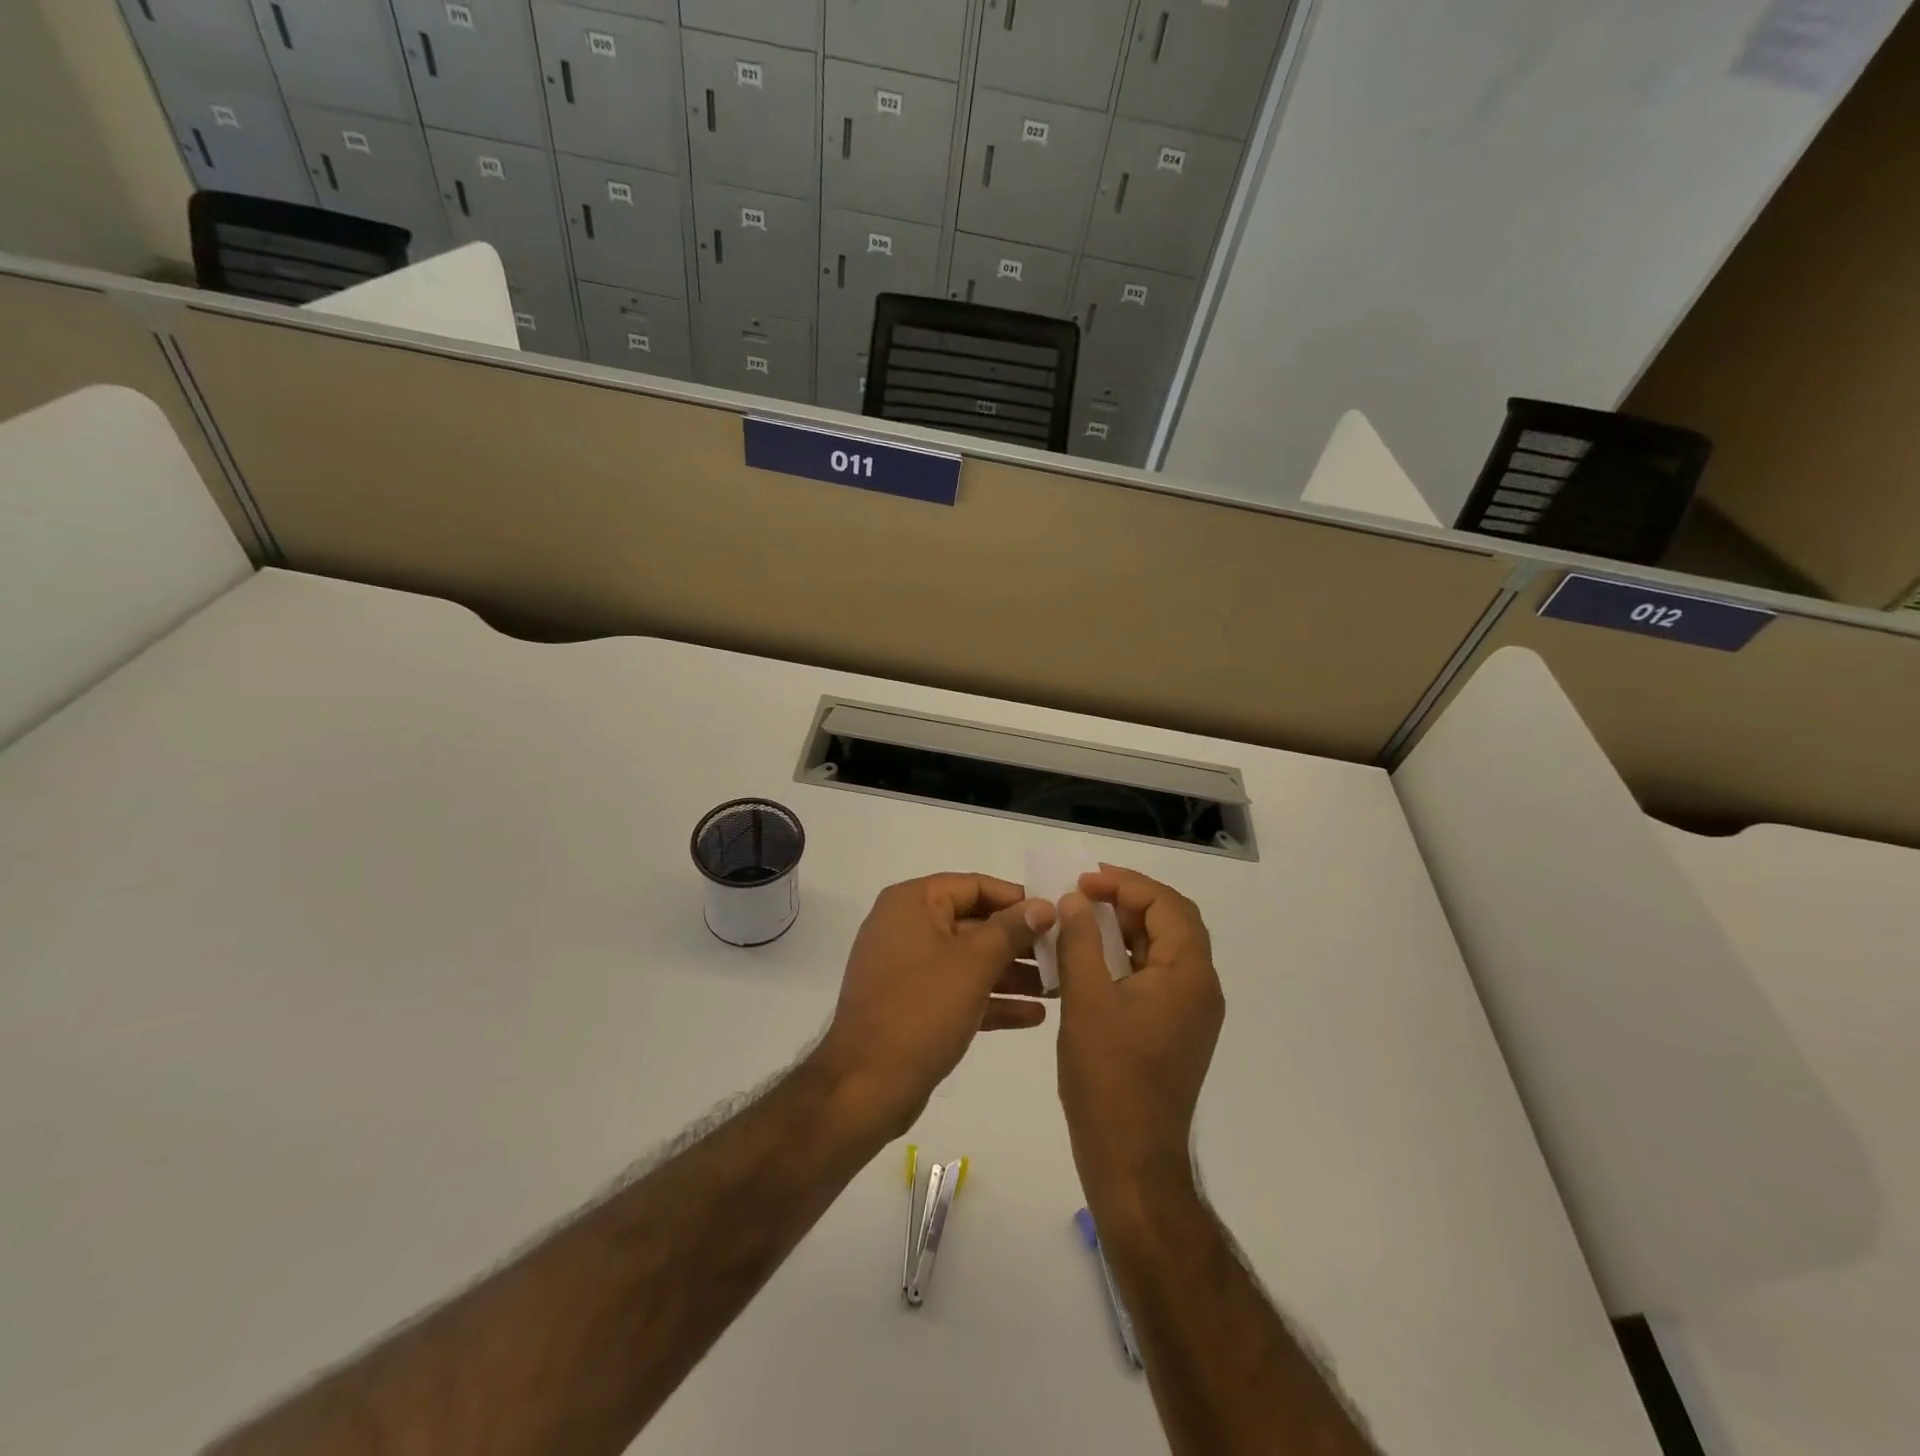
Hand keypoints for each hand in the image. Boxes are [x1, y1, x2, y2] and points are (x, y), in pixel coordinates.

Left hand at [811, 874, 1054, 1139]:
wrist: (865, 1087)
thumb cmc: (921, 1010)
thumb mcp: (973, 963)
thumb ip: (1012, 929)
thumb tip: (1044, 904)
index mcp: (912, 903)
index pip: (974, 886)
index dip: (1017, 899)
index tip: (1057, 916)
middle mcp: (907, 927)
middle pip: (975, 923)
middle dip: (1020, 942)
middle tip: (1065, 956)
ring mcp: (908, 969)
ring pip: (970, 960)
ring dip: (1012, 973)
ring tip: (1058, 988)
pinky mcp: (913, 1006)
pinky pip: (959, 991)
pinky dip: (992, 999)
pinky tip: (1034, 1016)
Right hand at [1055, 866, 1223, 1202]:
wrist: (1132, 1160)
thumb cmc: (1109, 1077)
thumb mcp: (1086, 1000)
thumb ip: (1080, 941)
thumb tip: (1074, 901)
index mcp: (1189, 975)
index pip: (1167, 905)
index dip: (1126, 884)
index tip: (1083, 882)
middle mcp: (1200, 988)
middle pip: (1171, 922)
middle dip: (1127, 901)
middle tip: (1083, 893)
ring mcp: (1190, 1013)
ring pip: (1162, 950)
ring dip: (1125, 928)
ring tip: (1081, 919)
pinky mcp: (1174, 1031)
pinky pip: (1154, 977)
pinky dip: (1125, 958)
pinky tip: (1089, 960)